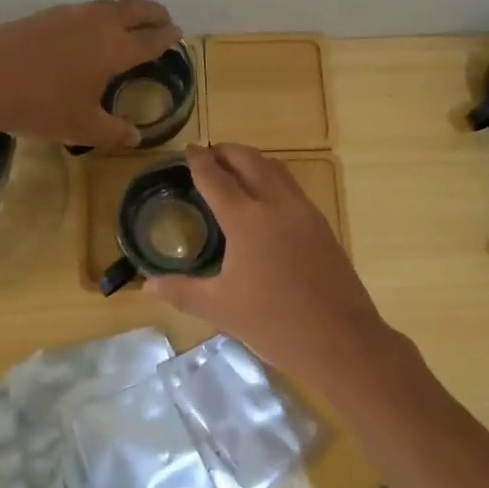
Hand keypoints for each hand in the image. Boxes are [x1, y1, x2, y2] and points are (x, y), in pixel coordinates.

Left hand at [0, 0, 180, 148]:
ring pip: (108, 5)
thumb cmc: (41, 105)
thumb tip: (136, 137)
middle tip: (164, 19)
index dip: (167, 37)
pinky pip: (83, 10)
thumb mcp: (82, 127)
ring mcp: (69, 14)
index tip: (177, 33)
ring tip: (129, 21)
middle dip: (154, 12)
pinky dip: (98, 15)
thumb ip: (113, 132)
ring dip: (126, 10)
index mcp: (115, 49)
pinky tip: (87, 30)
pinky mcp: (45, 14)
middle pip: (135, 9)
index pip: (151, 39)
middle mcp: (98, 24)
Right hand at [145, 145, 394, 392]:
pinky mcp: (321, 225)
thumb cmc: (274, 322)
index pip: (216, 178)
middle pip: (249, 161)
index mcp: (246, 219)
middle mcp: (276, 204)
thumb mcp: (221, 309)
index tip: (188, 149)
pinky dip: (273, 178)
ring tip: (236, 169)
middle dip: (227, 151)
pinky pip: (292, 187)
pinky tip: (266, 200)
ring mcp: (303, 211)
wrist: (340, 338)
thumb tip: (148, 285)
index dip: (199, 161)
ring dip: (252, 160)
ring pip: (276, 169)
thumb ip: (182, 292)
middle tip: (210, 154)